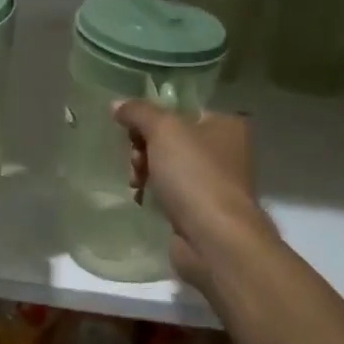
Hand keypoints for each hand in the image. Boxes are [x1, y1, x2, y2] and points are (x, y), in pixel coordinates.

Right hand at [112, 102, 273, 293]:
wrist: (215, 239)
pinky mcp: (202, 210)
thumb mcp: (163, 130)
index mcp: (226, 124)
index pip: (180, 109)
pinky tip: (142, 199)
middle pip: (171, 138)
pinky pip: (171, 192)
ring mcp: (215, 182)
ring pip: (168, 165)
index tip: (132, 131)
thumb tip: (117, 104)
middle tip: (135, 160)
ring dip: (145, 170)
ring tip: (136, 183)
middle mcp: (226, 150)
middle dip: (144, 147)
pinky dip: (154, 193)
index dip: (152, 118)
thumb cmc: (195, 175)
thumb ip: (138, 112)